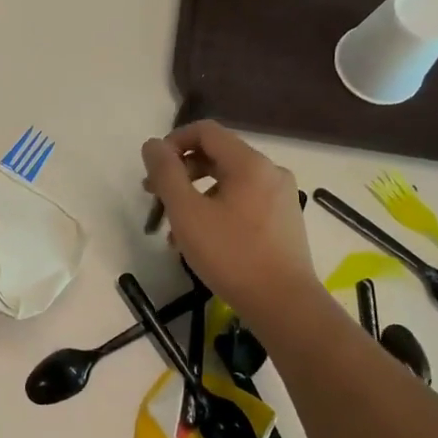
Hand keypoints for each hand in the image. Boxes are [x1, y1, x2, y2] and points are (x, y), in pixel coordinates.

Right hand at [141, 121, 320, 325]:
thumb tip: (153, 144)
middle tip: (155, 198)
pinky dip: (217, 212)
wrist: (285, 305)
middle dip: (181, 173)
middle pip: (217, 156)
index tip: (153, 169)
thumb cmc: (232, 255)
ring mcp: (281, 198)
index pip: (206, 131)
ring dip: (196, 197)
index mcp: (250, 163)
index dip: (173, 142)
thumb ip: (166, 173)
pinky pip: (243, 203)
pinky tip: (201, 243)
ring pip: (228, 184)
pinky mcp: (284, 223)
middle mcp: (270, 172)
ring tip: (174, 230)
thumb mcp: (187, 213)